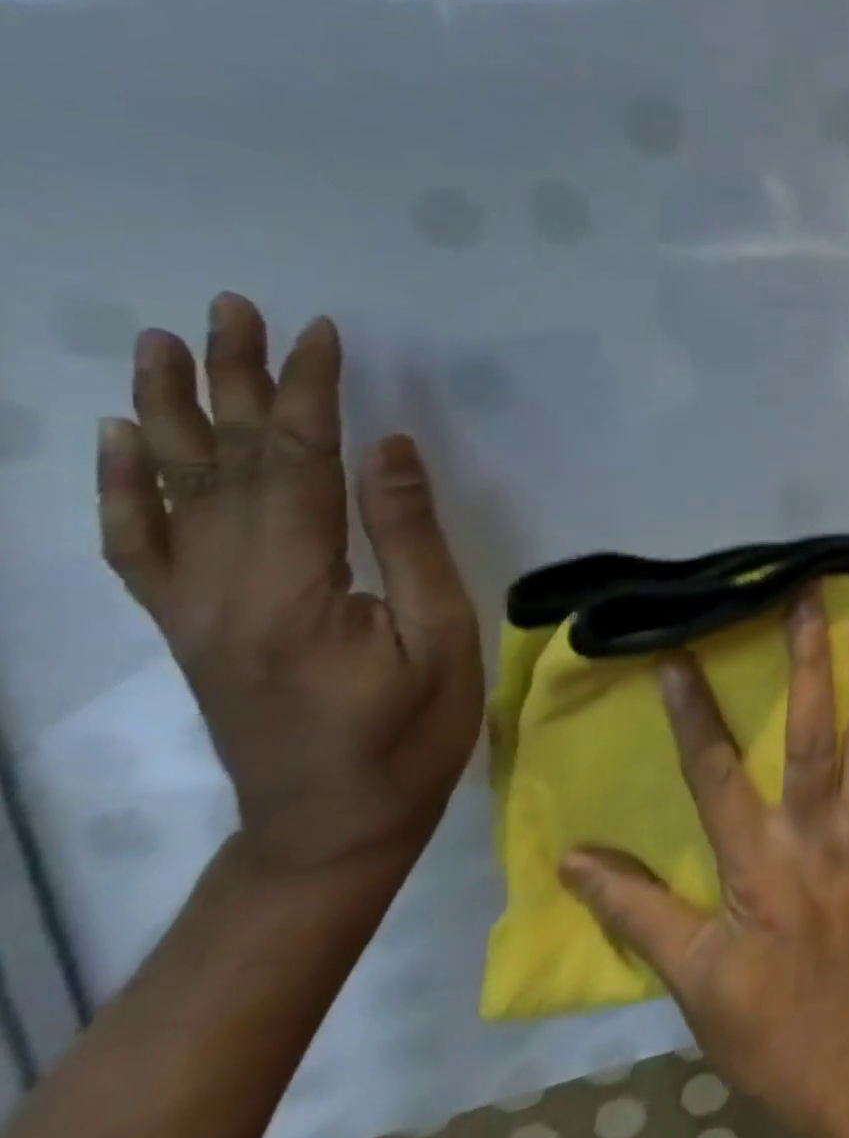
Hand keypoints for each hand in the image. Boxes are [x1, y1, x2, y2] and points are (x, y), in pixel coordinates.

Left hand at [97, 292, 483, 878]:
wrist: (329, 828)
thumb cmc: (409, 733)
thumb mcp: (440, 635)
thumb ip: (409, 539)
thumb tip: (389, 448)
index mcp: (291, 593)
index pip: (296, 467)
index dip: (309, 394)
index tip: (320, 334)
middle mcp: (220, 591)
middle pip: (226, 465)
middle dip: (235, 381)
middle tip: (232, 309)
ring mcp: (191, 610)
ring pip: (172, 493)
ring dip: (170, 414)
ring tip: (164, 346)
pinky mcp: (187, 627)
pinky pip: (138, 548)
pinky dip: (121, 490)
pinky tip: (119, 444)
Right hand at [559, 594, 848, 1137]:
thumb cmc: (771, 1029)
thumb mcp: (691, 979)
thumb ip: (636, 910)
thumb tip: (571, 858)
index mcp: (755, 865)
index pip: (713, 775)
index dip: (693, 715)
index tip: (677, 656)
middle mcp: (814, 838)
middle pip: (809, 737)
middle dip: (807, 665)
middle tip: (808, 600)